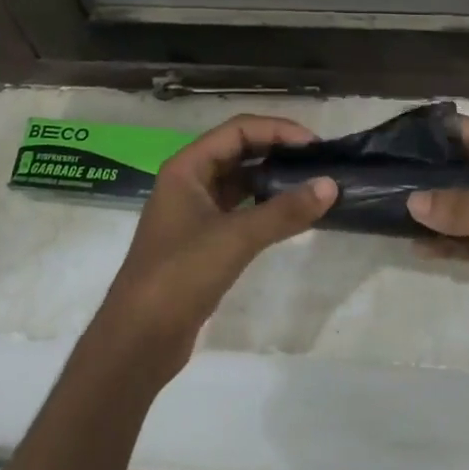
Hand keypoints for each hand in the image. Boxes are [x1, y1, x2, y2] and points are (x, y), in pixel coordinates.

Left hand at [91, 114, 336, 382]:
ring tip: (311, 184)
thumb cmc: (180, 275)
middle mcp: (188, 182)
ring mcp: (194, 213)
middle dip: (277, 151)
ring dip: (272, 179)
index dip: (277, 130)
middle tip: (318, 162)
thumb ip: (284, 210)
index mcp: (186, 167)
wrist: (138, 340)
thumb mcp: (235, 238)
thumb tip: (330, 185)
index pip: (238, 129)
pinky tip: (291, 215)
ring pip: (240, 182)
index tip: (314, 145)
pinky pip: (239, 210)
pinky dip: (264, 207)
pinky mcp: (202, 241)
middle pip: (238, 151)